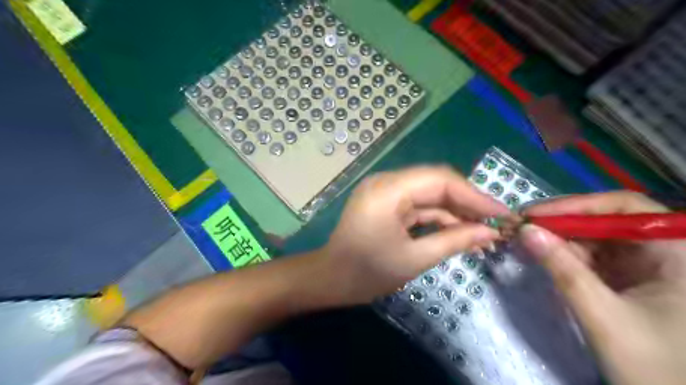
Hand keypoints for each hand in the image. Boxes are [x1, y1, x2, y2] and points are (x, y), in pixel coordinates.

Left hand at [320, 165, 501, 303]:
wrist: (330, 279)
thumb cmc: (367, 272)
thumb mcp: (414, 259)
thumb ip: (453, 241)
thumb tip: (489, 233)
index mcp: (389, 190)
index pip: (441, 180)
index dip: (474, 195)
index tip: (502, 213)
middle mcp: (386, 182)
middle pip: (436, 184)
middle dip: (467, 204)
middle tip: (496, 224)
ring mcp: (385, 191)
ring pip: (429, 195)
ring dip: (455, 212)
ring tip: (482, 232)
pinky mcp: (386, 203)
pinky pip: (418, 205)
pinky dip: (438, 218)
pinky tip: (459, 231)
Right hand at [521, 194, 685, 384]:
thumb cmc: (654, 366)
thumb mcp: (604, 316)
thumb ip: (563, 270)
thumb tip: (526, 231)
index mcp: (676, 254)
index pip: (623, 208)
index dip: (576, 205)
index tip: (536, 214)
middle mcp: (662, 251)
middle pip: (605, 221)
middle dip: (562, 222)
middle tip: (523, 225)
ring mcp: (644, 266)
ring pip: (594, 238)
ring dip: (558, 238)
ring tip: (525, 239)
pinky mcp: (627, 279)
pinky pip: (592, 257)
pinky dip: (564, 255)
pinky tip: (541, 254)